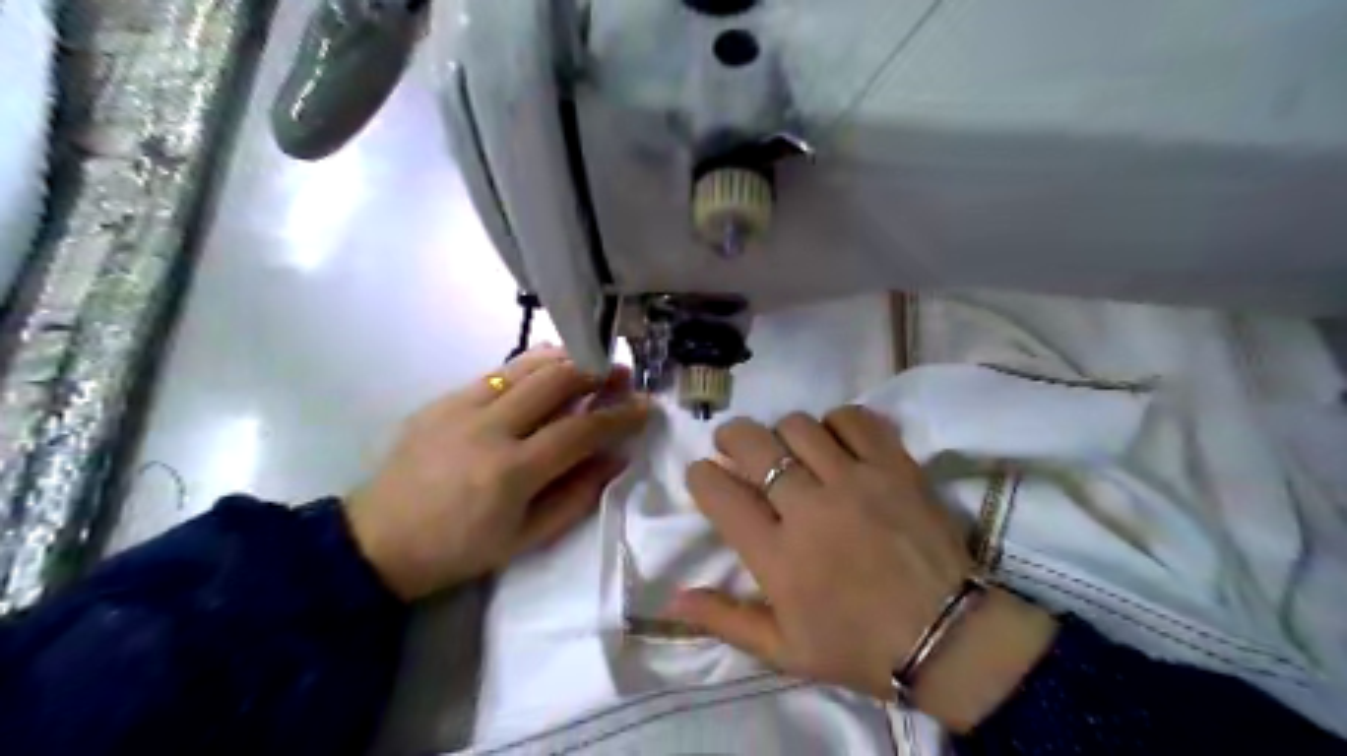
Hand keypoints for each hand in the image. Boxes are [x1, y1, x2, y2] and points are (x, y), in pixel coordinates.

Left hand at [347, 349, 651, 603]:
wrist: (378, 541)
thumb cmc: (459, 550)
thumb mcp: (526, 539)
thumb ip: (577, 496)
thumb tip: (616, 458)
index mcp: (511, 473)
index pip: (580, 430)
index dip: (620, 415)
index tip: (646, 405)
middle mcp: (488, 429)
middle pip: (556, 380)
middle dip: (597, 372)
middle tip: (620, 375)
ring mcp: (460, 407)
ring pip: (526, 365)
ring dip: (566, 359)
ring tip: (589, 364)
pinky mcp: (441, 399)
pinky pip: (497, 373)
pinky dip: (531, 368)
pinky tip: (545, 373)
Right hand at [667, 409, 1056, 731]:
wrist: (946, 637)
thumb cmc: (859, 647)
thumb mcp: (784, 651)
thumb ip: (725, 621)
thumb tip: (671, 601)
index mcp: (776, 556)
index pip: (719, 495)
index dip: (701, 476)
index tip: (704, 475)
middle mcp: (808, 509)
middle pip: (753, 444)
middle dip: (732, 436)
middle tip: (735, 445)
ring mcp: (854, 482)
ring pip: (798, 426)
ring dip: (783, 432)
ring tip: (789, 449)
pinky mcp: (894, 467)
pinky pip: (853, 419)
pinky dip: (836, 422)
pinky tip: (836, 441)